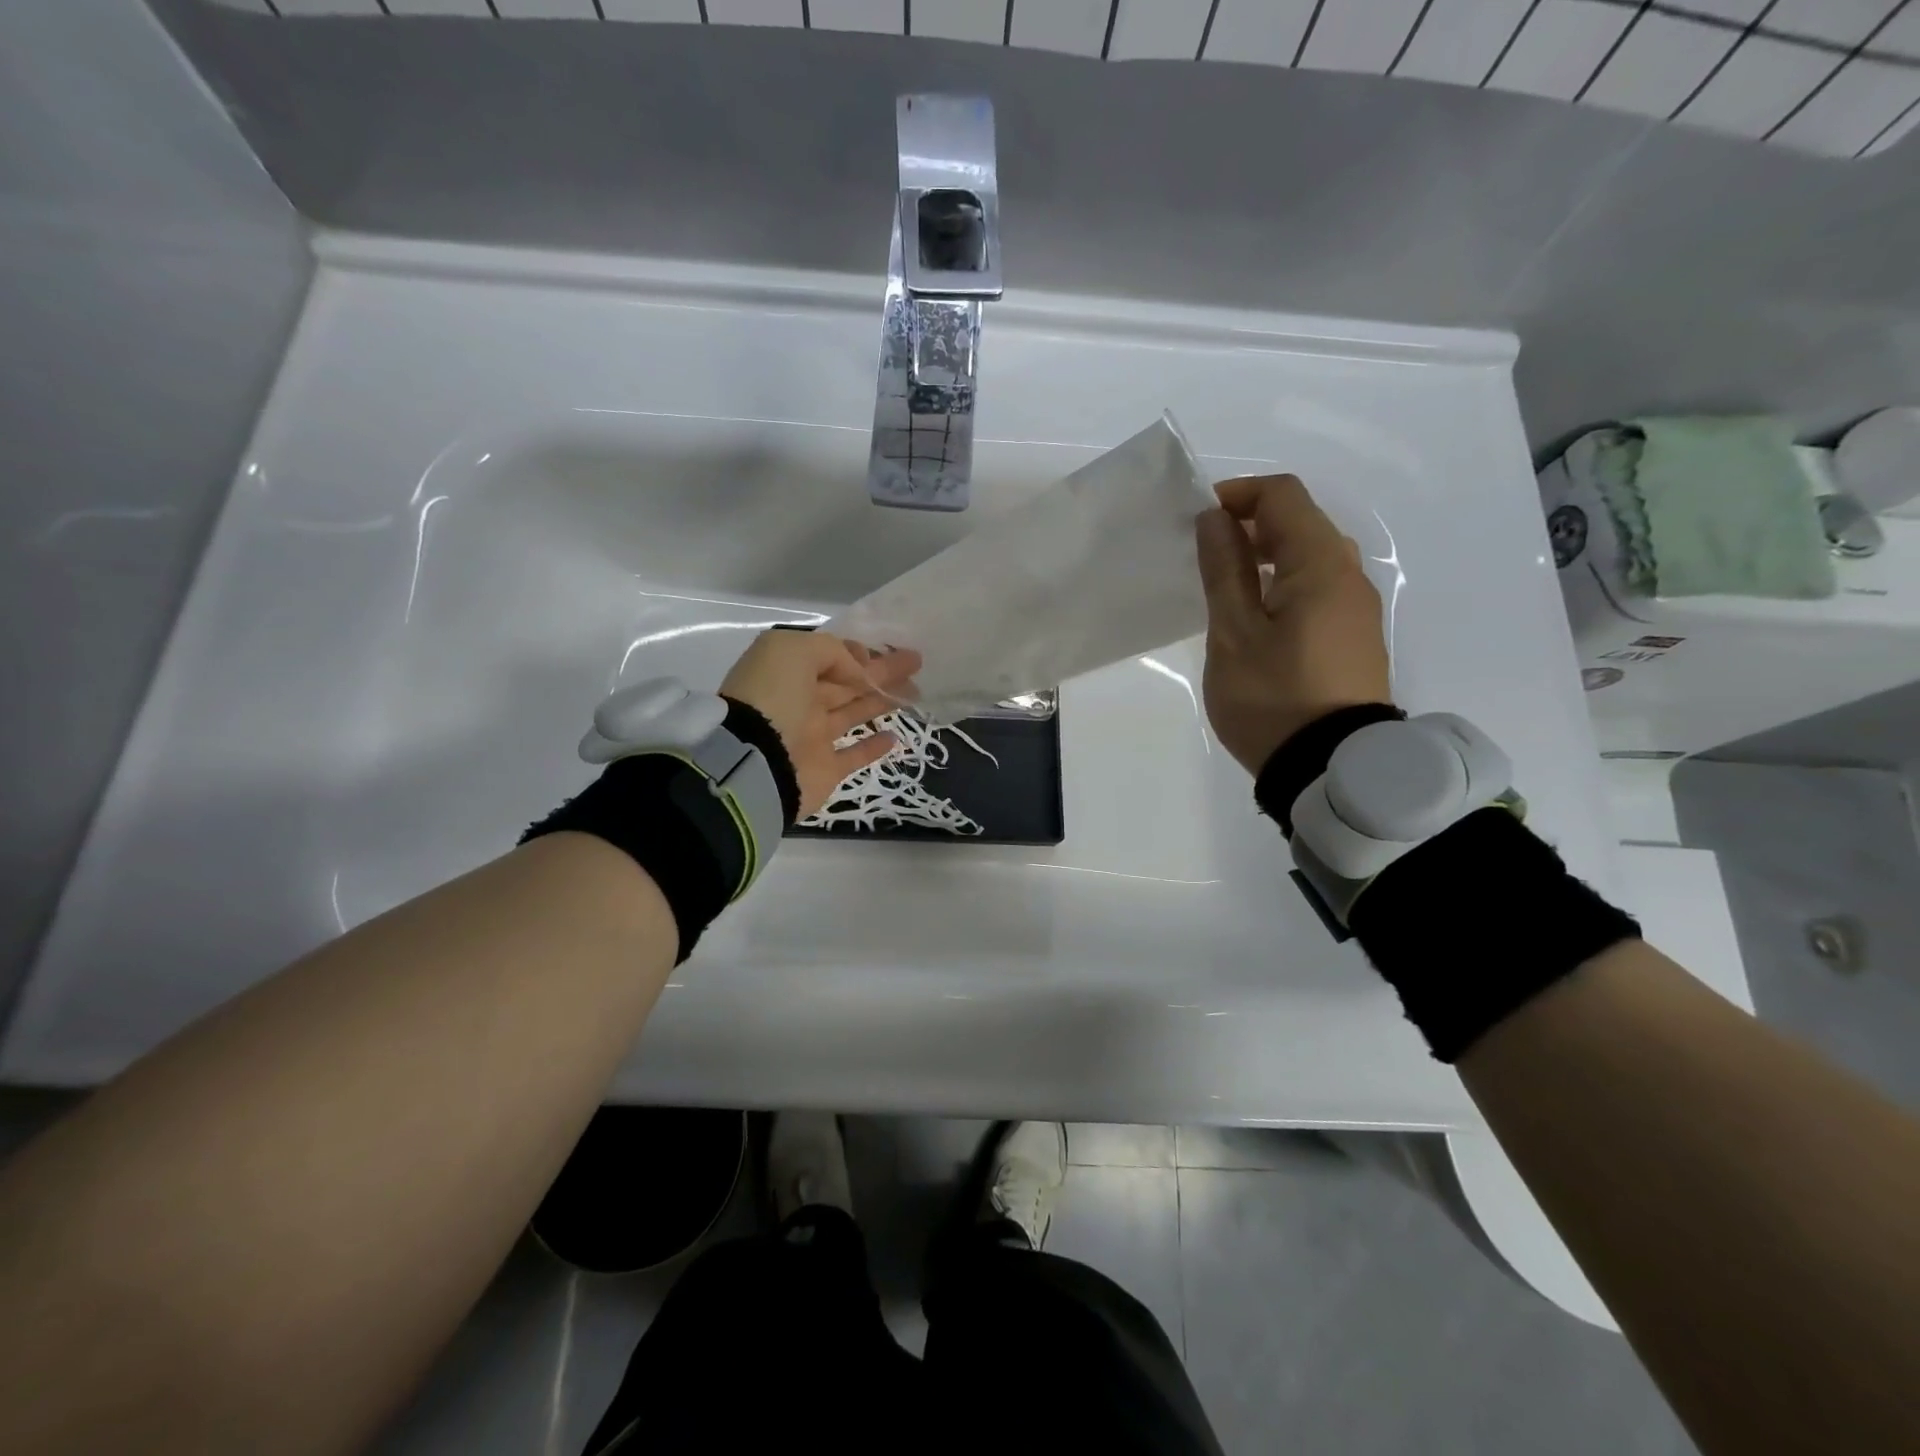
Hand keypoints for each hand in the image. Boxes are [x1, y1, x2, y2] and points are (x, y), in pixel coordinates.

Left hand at [720, 629, 921, 816]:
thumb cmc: (773, 697)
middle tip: (916, 662)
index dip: (857, 653)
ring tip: (915, 692)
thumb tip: (858, 669)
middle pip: (847, 682)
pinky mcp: (825, 769)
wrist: (755, 762)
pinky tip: (894, 736)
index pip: (828, 657)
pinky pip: (853, 755)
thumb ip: (831, 651)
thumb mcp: (794, 650)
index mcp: (787, 672)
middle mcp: (799, 701)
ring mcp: (812, 737)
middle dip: (881, 672)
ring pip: (853, 713)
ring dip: (881, 701)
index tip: (885, 651)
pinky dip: (873, 746)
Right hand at [1194, 474, 1390, 774]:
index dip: (1237, 494)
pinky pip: (1317, 586)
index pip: (1282, 496)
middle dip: (1249, 522)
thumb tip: (1215, 519)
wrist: (1329, 768)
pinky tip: (1256, 615)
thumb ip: (1224, 570)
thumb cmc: (1272, 698)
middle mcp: (1348, 575)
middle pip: (1300, 522)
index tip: (1197, 520)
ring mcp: (1356, 607)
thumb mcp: (1234, 633)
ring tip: (1224, 584)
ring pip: (1310, 555)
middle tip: (1205, 552)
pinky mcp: (1353, 635)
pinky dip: (1282, 581)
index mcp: (1320, 565)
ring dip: (1266, 553)